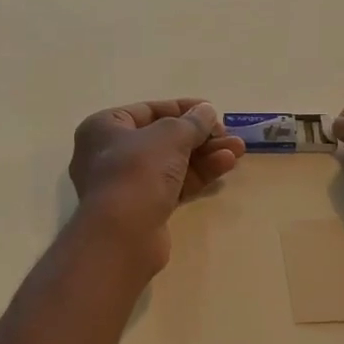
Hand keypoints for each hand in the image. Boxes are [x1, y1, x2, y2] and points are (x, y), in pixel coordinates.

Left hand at [69, 100, 246, 269]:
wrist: (122, 235)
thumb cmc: (137, 171)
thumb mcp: (169, 136)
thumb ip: (191, 122)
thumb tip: (206, 111)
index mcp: (104, 128)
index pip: (148, 111)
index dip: (182, 108)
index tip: (212, 110)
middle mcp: (110, 154)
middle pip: (162, 139)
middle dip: (199, 136)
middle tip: (229, 136)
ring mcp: (127, 185)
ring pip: (171, 164)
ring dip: (205, 155)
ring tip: (238, 150)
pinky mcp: (143, 209)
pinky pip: (174, 185)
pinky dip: (197, 175)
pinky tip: (225, 166)